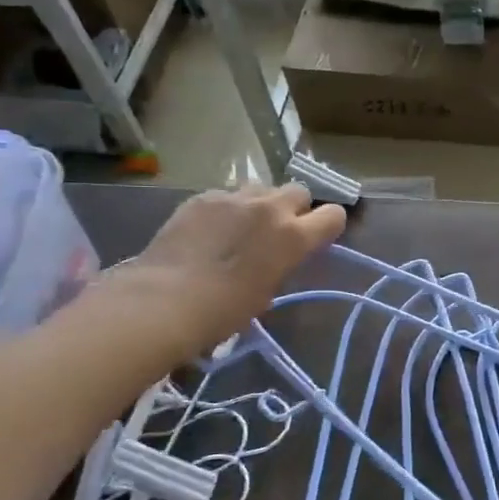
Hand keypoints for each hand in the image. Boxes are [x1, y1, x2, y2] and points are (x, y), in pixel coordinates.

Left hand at [98, 185, 345, 358]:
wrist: (165, 299)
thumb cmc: (224, 310)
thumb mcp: (267, 291)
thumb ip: (282, 264)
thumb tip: (276, 258)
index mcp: (294, 237)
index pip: (333, 215)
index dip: (328, 226)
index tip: (317, 238)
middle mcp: (270, 208)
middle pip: (298, 191)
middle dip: (294, 208)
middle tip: (278, 231)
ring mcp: (234, 198)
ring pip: (262, 188)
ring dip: (260, 204)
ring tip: (242, 226)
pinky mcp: (203, 197)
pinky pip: (227, 195)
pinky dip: (227, 209)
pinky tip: (210, 230)